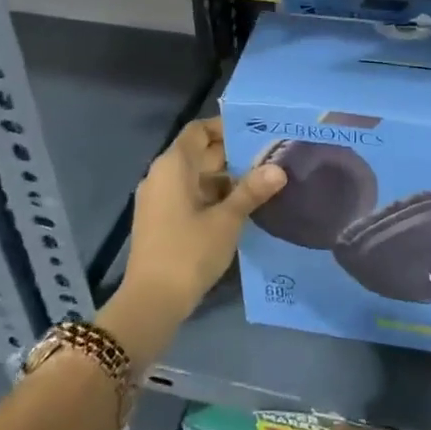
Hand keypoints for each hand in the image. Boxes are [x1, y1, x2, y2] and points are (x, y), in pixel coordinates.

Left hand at [106, 120, 284, 361]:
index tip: (256, 132)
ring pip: (196, 176)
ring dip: (225, 178)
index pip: (199, 130)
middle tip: (270, 157)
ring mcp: (159, 199)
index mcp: (173, 166)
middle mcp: (161, 176)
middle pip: (198, 153)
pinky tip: (241, 207)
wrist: (151, 301)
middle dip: (232, 155)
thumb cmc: (189, 252)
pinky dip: (213, 196)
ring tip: (262, 182)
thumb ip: (252, 191)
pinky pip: (189, 196)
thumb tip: (278, 169)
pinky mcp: (161, 220)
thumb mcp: (227, 220)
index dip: (225, 127)